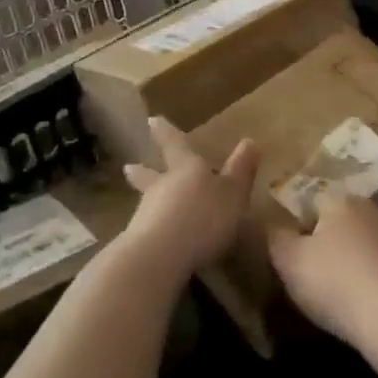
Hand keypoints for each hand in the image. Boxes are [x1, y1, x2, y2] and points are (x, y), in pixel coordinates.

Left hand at [121, 117, 259, 282]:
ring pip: (147, 201)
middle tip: (128, 166)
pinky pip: (146, 230)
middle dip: (143, 170)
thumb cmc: (203, 217)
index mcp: (186, 169)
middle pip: (151, 174)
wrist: (159, 257)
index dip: (166, 132)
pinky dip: (150, 230)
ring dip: (146, 200)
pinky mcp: (138, 243)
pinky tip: (155, 239)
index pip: (175, 145)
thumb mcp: (233, 193)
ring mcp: (146, 214)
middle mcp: (163, 186)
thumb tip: (249, 140)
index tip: (152, 120)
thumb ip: (240, 170)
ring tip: (145, 203)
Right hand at [268, 197, 377, 350]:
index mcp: (338, 206)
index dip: (308, 223)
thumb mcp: (291, 266)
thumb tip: (270, 224)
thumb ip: (277, 242)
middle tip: (337, 243)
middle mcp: (375, 209)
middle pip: (356, 210)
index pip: (318, 205)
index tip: (301, 243)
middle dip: (347, 222)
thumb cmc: (337, 287)